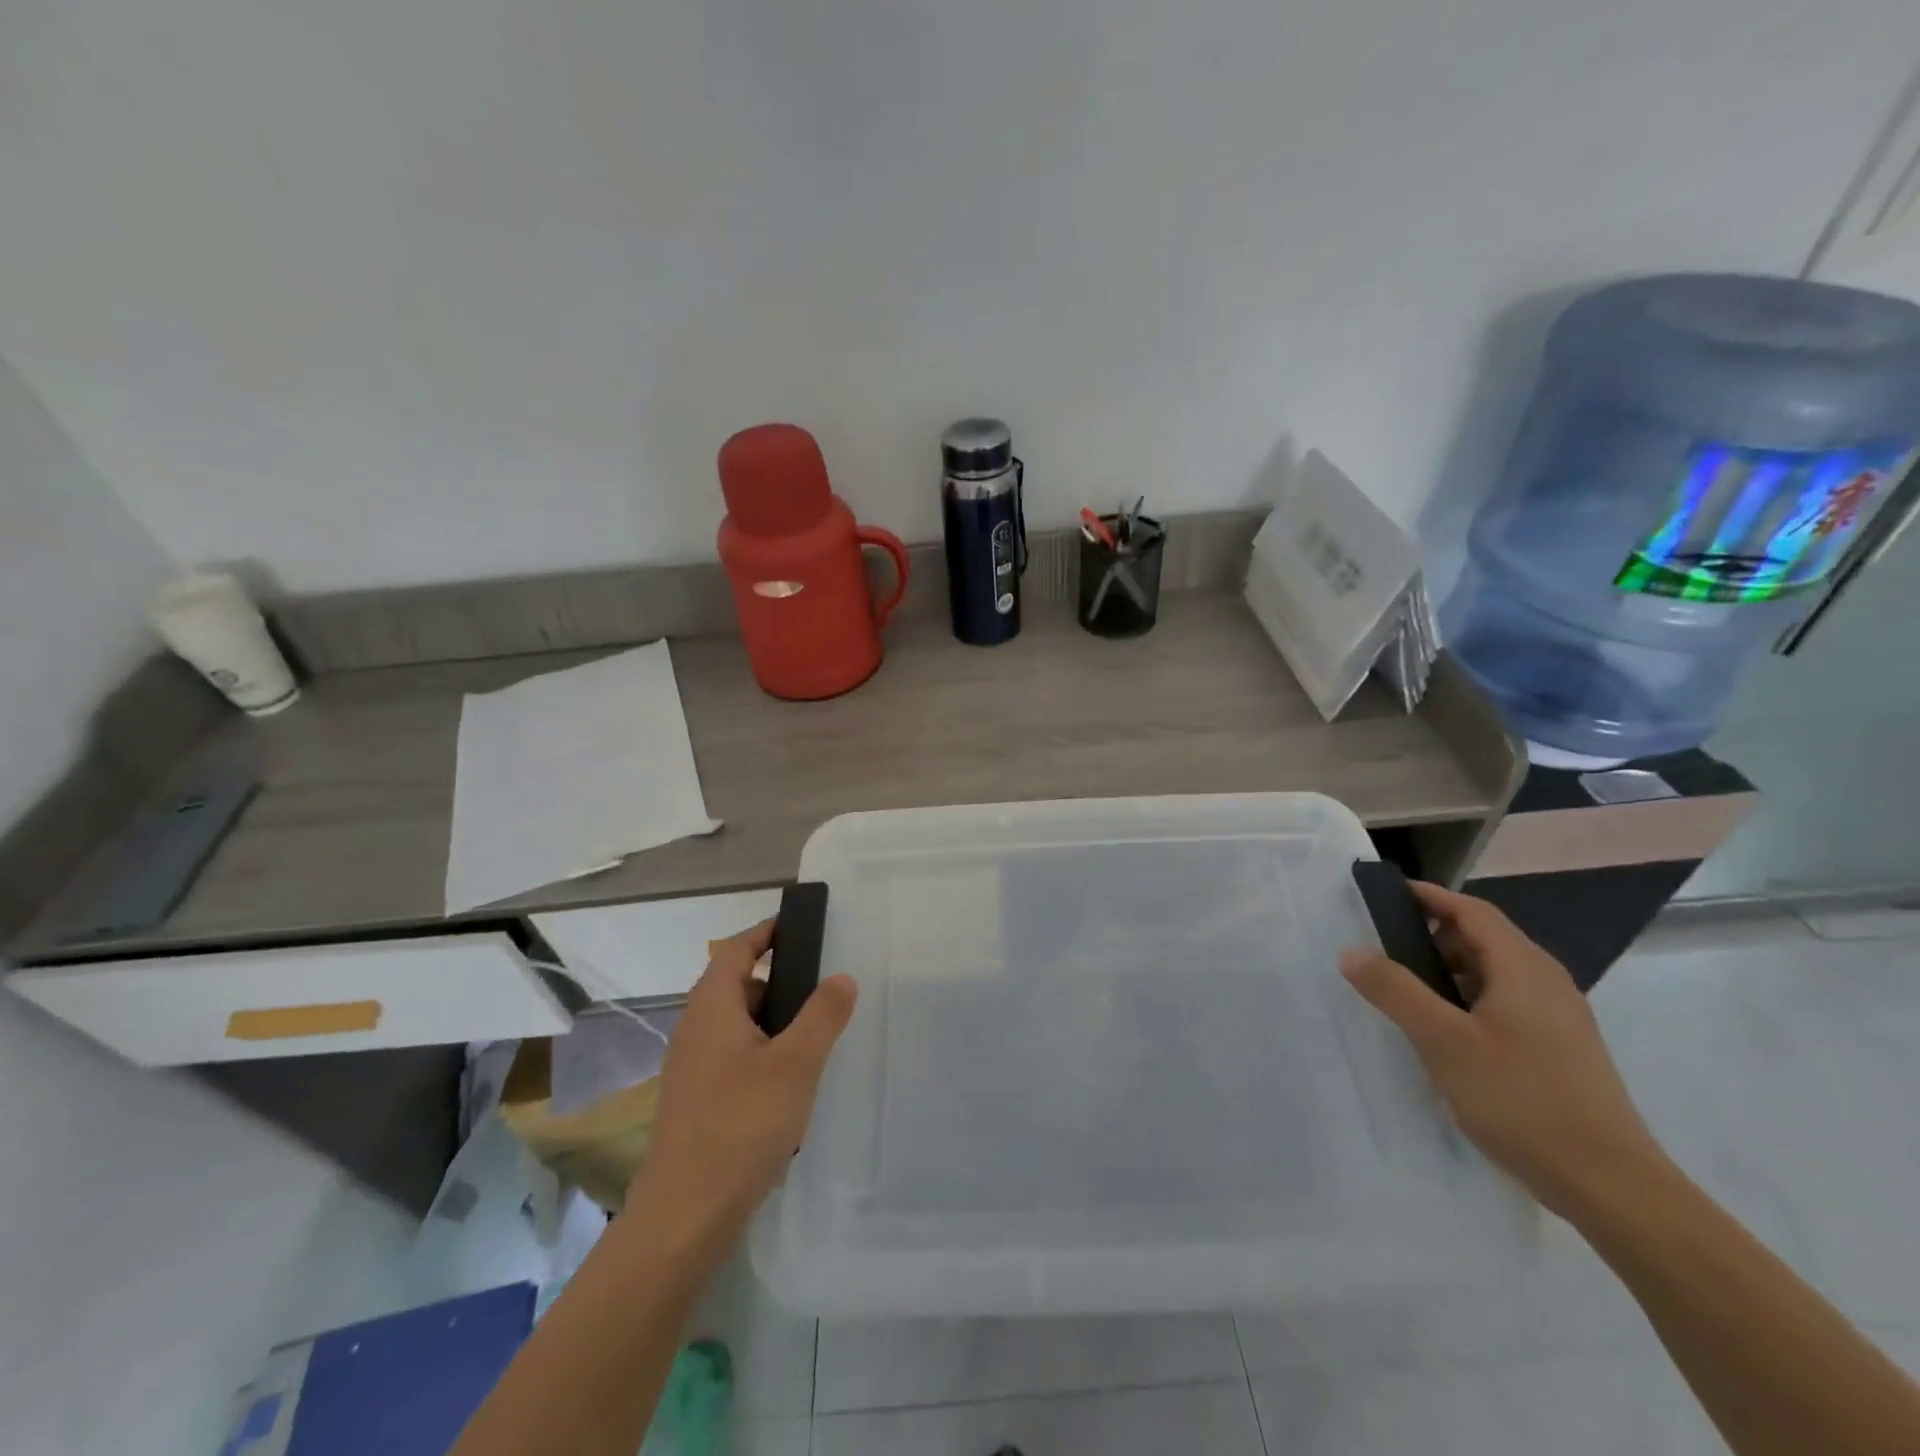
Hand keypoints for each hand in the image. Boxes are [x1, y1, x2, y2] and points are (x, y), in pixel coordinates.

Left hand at [624, 920, 857, 1273]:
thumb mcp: (795, 1065)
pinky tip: (790, 1083)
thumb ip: (822, 1016)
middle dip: (778, 980)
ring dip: (772, 1021)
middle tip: (822, 985)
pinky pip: (733, 1058)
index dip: (766, 932)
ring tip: (815, 1034)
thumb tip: (841, 977)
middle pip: (735, 985)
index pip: (736, 949)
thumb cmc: (741, 1126)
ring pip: (736, 1026)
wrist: (684, 1218)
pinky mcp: (696, 1102)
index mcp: (712, 1008)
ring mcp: (691, 1069)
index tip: (800, 925)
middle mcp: (694, 1030)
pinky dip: (762, 1053)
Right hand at [1339, 881, 1667, 1219]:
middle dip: (1432, 936)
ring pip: (1494, 975)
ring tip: (1406, 993)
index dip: (1429, 897)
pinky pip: (1505, 1005)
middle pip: (1484, 939)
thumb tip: (1352, 952)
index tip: (1385, 896)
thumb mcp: (1443, 1041)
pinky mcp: (1561, 1051)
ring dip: (1449, 972)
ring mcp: (1559, 1019)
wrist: (1611, 1187)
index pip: (1472, 911)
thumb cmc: (1522, 1099)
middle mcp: (1547, 983)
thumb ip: (1395, 990)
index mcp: (1523, 968)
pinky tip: (1446, 1035)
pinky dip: (1468, 1002)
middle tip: (1384, 949)